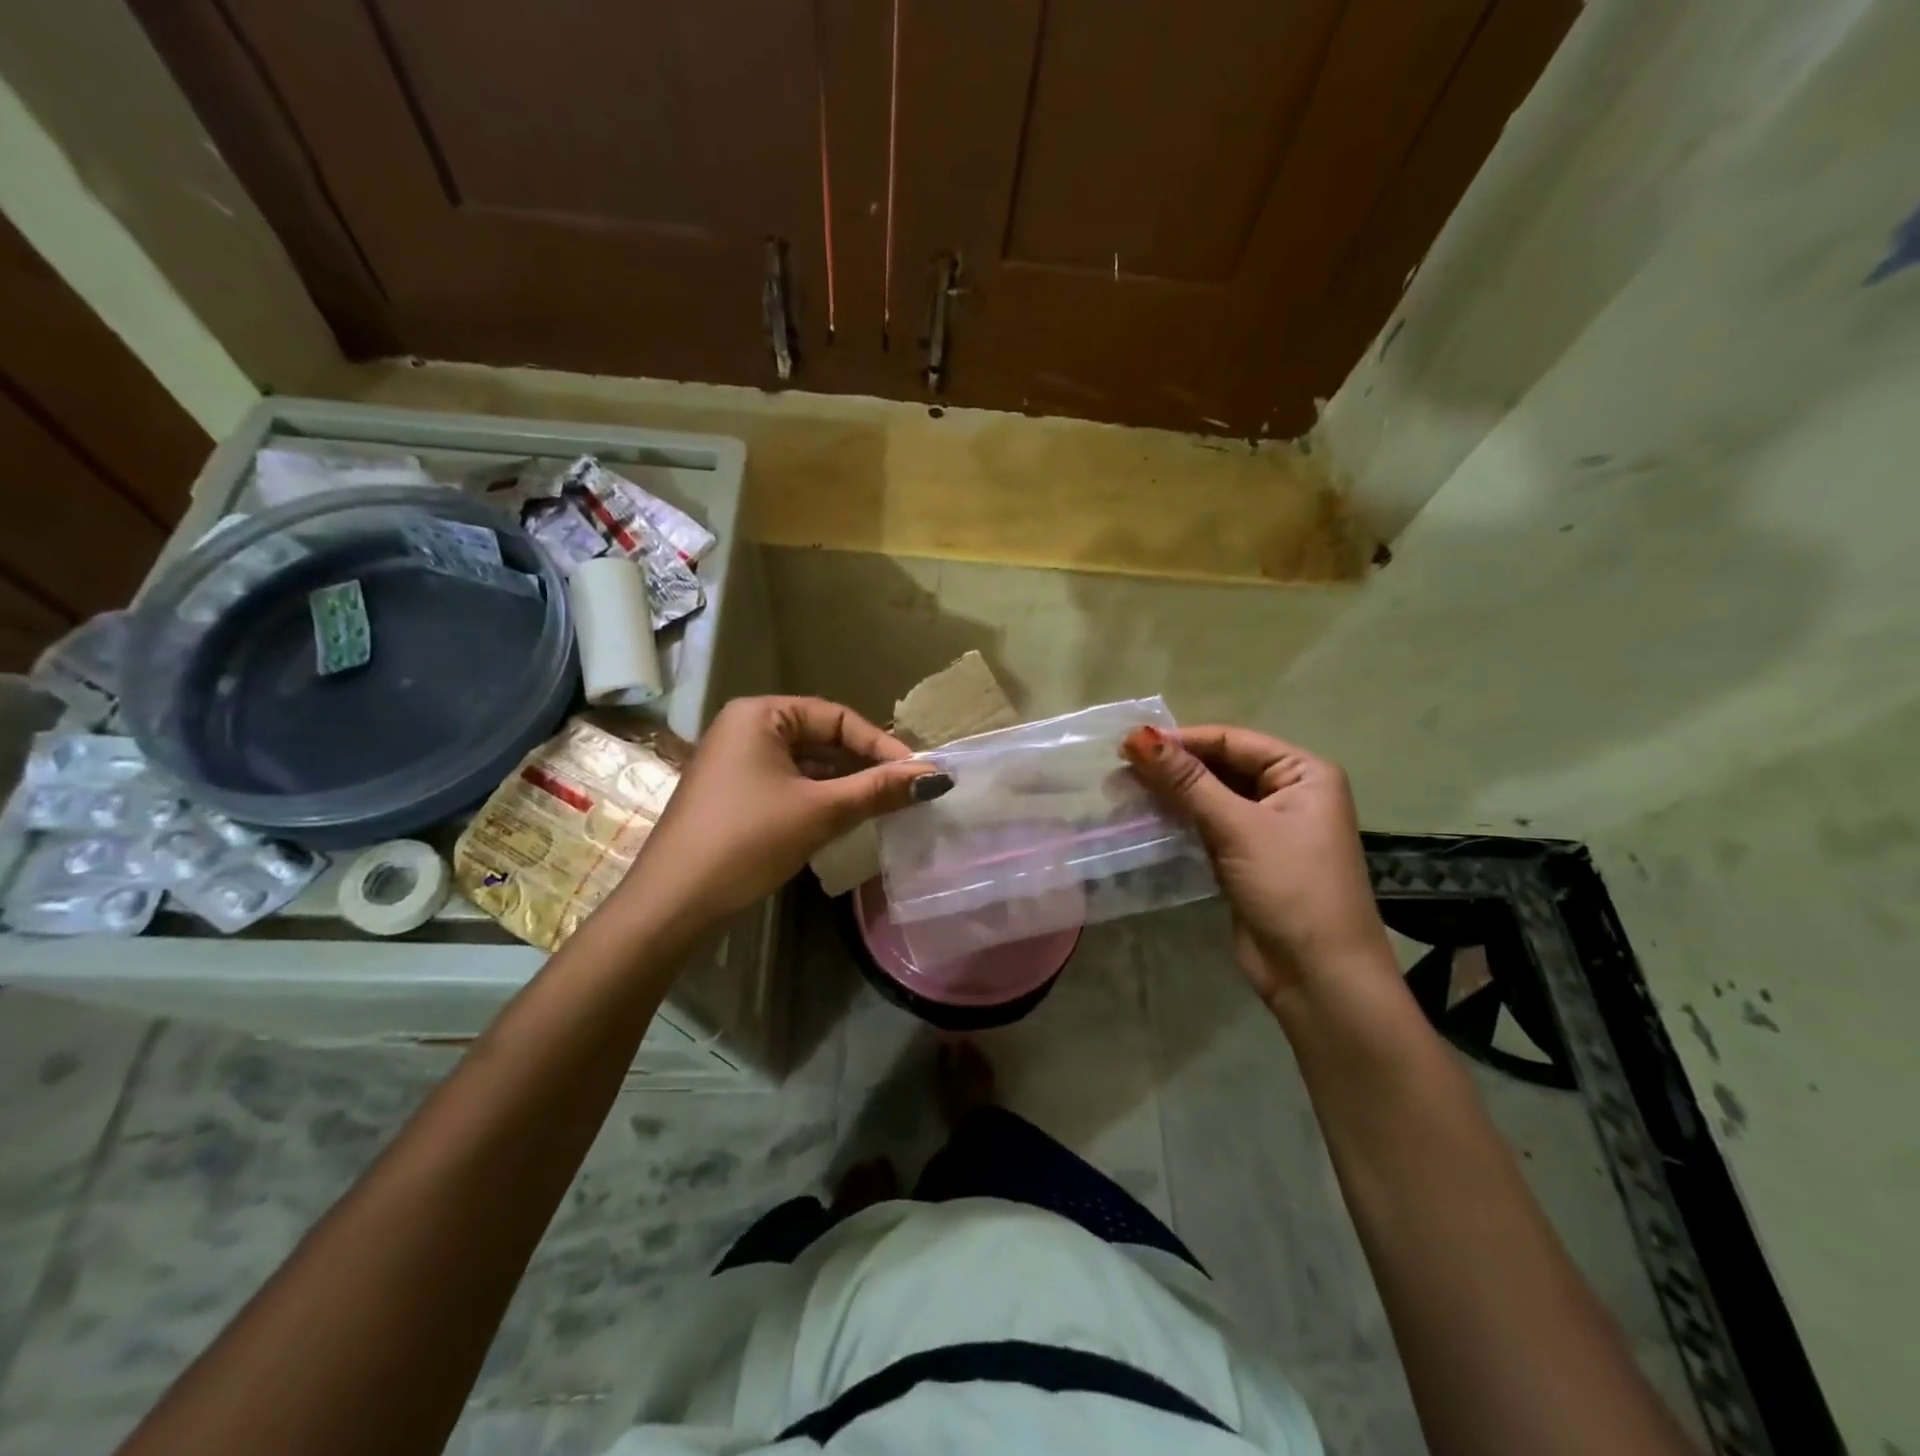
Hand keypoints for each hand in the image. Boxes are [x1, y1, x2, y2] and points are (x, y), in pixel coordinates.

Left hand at [619, 696, 945, 928]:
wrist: (674, 902)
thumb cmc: (747, 841)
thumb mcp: (819, 811)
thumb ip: (878, 790)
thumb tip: (935, 777)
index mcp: (760, 714)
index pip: (837, 717)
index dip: (881, 744)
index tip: (917, 773)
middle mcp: (746, 728)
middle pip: (822, 738)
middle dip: (864, 765)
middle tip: (905, 790)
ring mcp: (737, 762)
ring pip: (807, 763)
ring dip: (845, 783)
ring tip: (885, 805)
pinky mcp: (735, 793)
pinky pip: (789, 783)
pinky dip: (820, 797)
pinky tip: (847, 816)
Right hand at [1121, 724, 1392, 1003]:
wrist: (1317, 976)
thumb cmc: (1289, 887)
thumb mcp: (1237, 827)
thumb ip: (1186, 781)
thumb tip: (1136, 736)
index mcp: (1303, 773)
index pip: (1232, 741)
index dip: (1181, 740)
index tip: (1128, 743)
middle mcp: (1288, 793)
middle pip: (1220, 766)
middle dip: (1172, 768)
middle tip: (1117, 769)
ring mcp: (1266, 827)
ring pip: (1209, 797)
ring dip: (1170, 794)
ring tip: (1121, 791)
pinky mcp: (1245, 857)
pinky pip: (1206, 825)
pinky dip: (1177, 820)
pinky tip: (1143, 817)